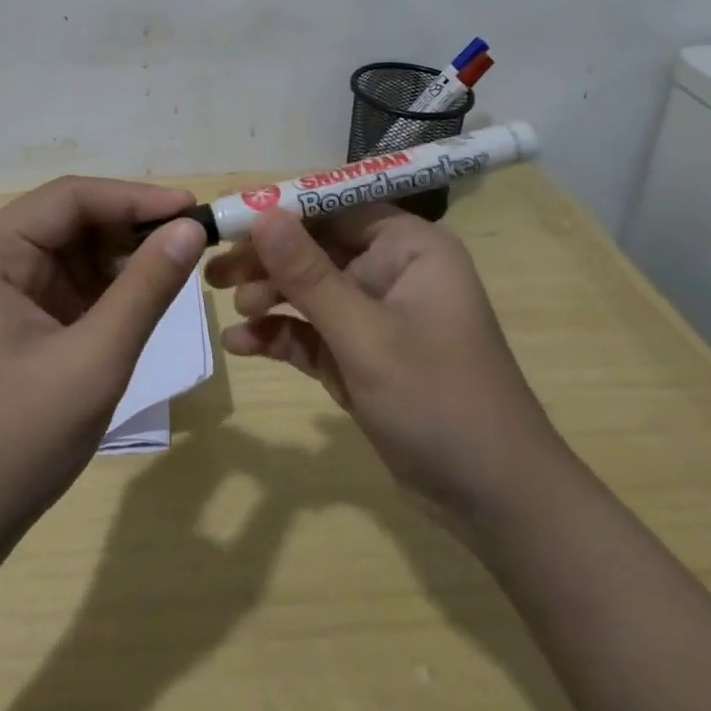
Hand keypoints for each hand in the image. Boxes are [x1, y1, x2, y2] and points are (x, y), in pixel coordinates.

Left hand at [0, 177, 207, 545]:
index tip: (192, 208)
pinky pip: (70, 284)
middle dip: (131, 227)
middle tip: (193, 239)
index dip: (134, 197)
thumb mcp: (94, 360)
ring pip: (74, 250)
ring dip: (124, 256)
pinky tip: (144, 297)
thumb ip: (145, 288)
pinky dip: (109, 288)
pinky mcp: (15, 319)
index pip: (69, 198)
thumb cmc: (16, 441)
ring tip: (177, 267)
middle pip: (70, 219)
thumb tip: (192, 227)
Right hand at [207, 204, 557, 520]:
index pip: (336, 207)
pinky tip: (242, 345)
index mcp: (408, 248)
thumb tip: (263, 215)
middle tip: (215, 272)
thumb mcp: (366, 336)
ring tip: (232, 311)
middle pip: (317, 249)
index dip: (283, 209)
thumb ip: (310, 276)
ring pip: (311, 291)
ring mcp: (377, 316)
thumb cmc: (439, 402)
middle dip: (268, 261)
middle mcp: (393, 271)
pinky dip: (282, 335)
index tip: (230, 219)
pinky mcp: (364, 355)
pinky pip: (314, 332)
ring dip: (270, 298)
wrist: (495, 503)